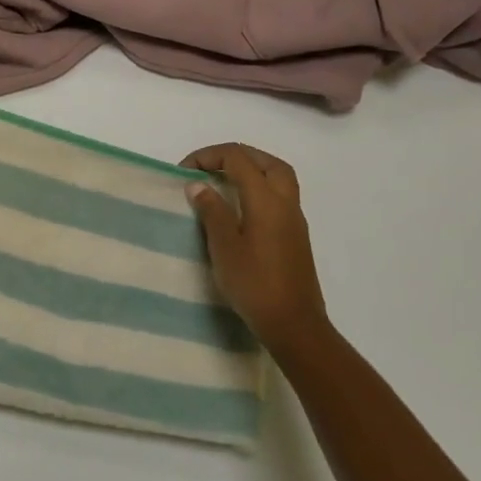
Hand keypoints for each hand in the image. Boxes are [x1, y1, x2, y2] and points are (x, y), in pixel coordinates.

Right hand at [181, 143, 330, 356]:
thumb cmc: (254, 284)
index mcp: (266, 199)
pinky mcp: (295, 235)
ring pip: (277, 176)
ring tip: (224, 181)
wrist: (294, 324)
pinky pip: (280, 195)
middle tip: (208, 167)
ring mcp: (294, 219)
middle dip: (234, 156)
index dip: (208, 156)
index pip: (238, 158)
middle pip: (264, 161)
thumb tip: (198, 184)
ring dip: (251, 169)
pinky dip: (259, 187)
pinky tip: (240, 208)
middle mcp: (285, 202)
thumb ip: (212, 211)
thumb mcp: (224, 247)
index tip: (184, 172)